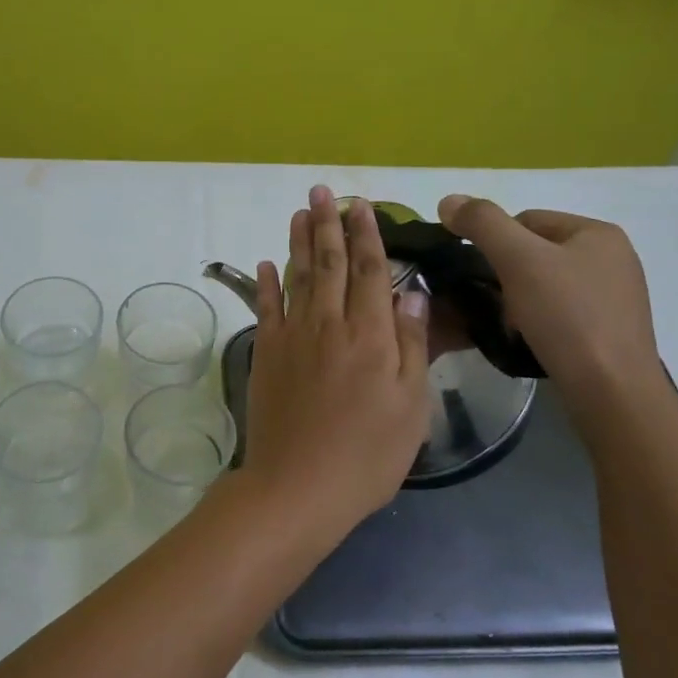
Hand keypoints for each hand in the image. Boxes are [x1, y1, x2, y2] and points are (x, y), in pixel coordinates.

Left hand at [241, 186, 429, 535]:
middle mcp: (329, 324)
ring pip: (296, 276)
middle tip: (322, 191)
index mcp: (370, 335)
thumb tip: (412, 293)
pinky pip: (265, 308)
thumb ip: (411, 346)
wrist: (298, 486)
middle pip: (329, 263)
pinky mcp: (265, 353)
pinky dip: (265, 282)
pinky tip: (267, 263)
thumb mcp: (411, 407)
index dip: (367, 234)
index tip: (361, 205)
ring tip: (299, 212)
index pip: (370, 270)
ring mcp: (292, 336)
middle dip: (328, 224)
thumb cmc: (367, 454)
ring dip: (298, 241)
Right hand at [437, 195, 659, 399]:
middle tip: (495, 304)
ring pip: (546, 284)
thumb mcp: (518, 259)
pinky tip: (533, 340)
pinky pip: (562, 313)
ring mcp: (616, 296)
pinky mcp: (612, 331)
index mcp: (598, 232)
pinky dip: (541, 322)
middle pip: (536, 252)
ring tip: (512, 326)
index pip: (526, 219)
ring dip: (521, 300)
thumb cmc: (566, 317)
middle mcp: (614, 258)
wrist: (611, 391)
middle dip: (508, 275)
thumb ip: (482, 223)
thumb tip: (448, 200)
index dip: (495, 243)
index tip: (483, 275)